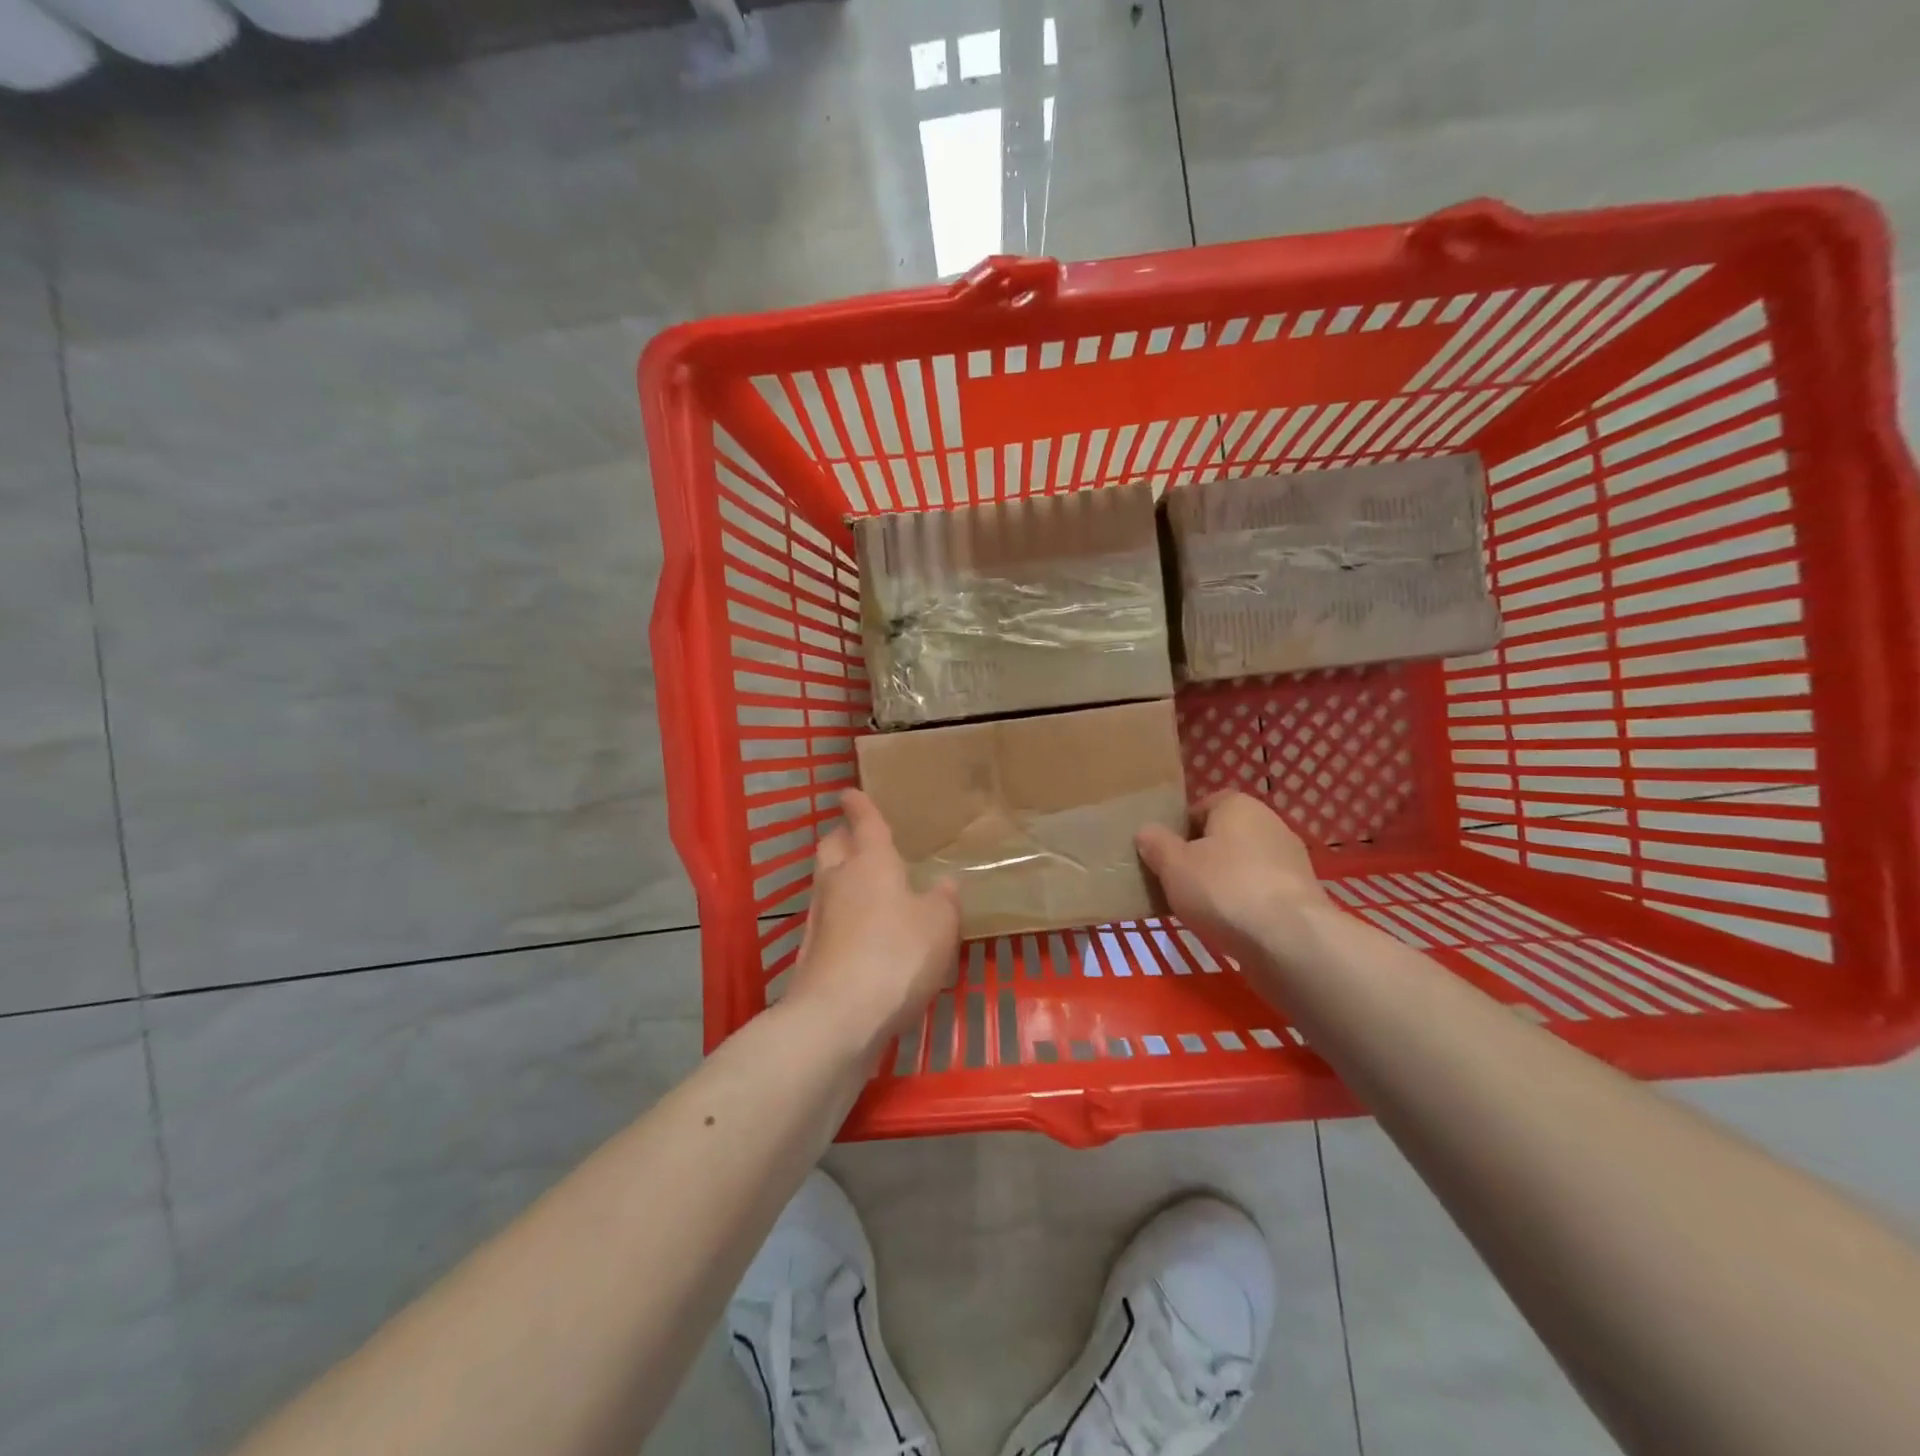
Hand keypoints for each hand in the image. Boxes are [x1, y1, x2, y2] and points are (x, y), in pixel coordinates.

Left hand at [784, 789, 960, 1053]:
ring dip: (840, 877)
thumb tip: (943, 884)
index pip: (864, 823)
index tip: (849, 792)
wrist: (838, 1016)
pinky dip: (842, 915)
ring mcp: (819, 917)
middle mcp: (838, 881)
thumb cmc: (896, 955)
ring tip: (866, 886)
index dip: (859, 805)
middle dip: (842, 836)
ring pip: (825, 882)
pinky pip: (828, 918)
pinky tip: (862, 933)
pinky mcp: (811, 951)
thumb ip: (943, 901)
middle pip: (832, 846)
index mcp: (870, 863)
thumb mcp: (939, 926)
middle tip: (858, 837)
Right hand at [1135, 791, 1330, 962]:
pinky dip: (1245, 904)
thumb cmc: (1223, 889)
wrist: (1289, 940)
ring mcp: (1290, 860)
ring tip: (1201, 910)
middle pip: (1224, 836)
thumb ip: (1156, 844)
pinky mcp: (1302, 895)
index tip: (1166, 856)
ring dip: (1224, 883)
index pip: (1202, 806)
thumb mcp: (1173, 865)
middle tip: (1178, 883)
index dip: (1181, 829)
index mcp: (1238, 806)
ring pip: (1243, 866)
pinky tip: (1230, 926)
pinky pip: (1261, 892)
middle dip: (1202, 858)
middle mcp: (1269, 823)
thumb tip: (1146, 832)